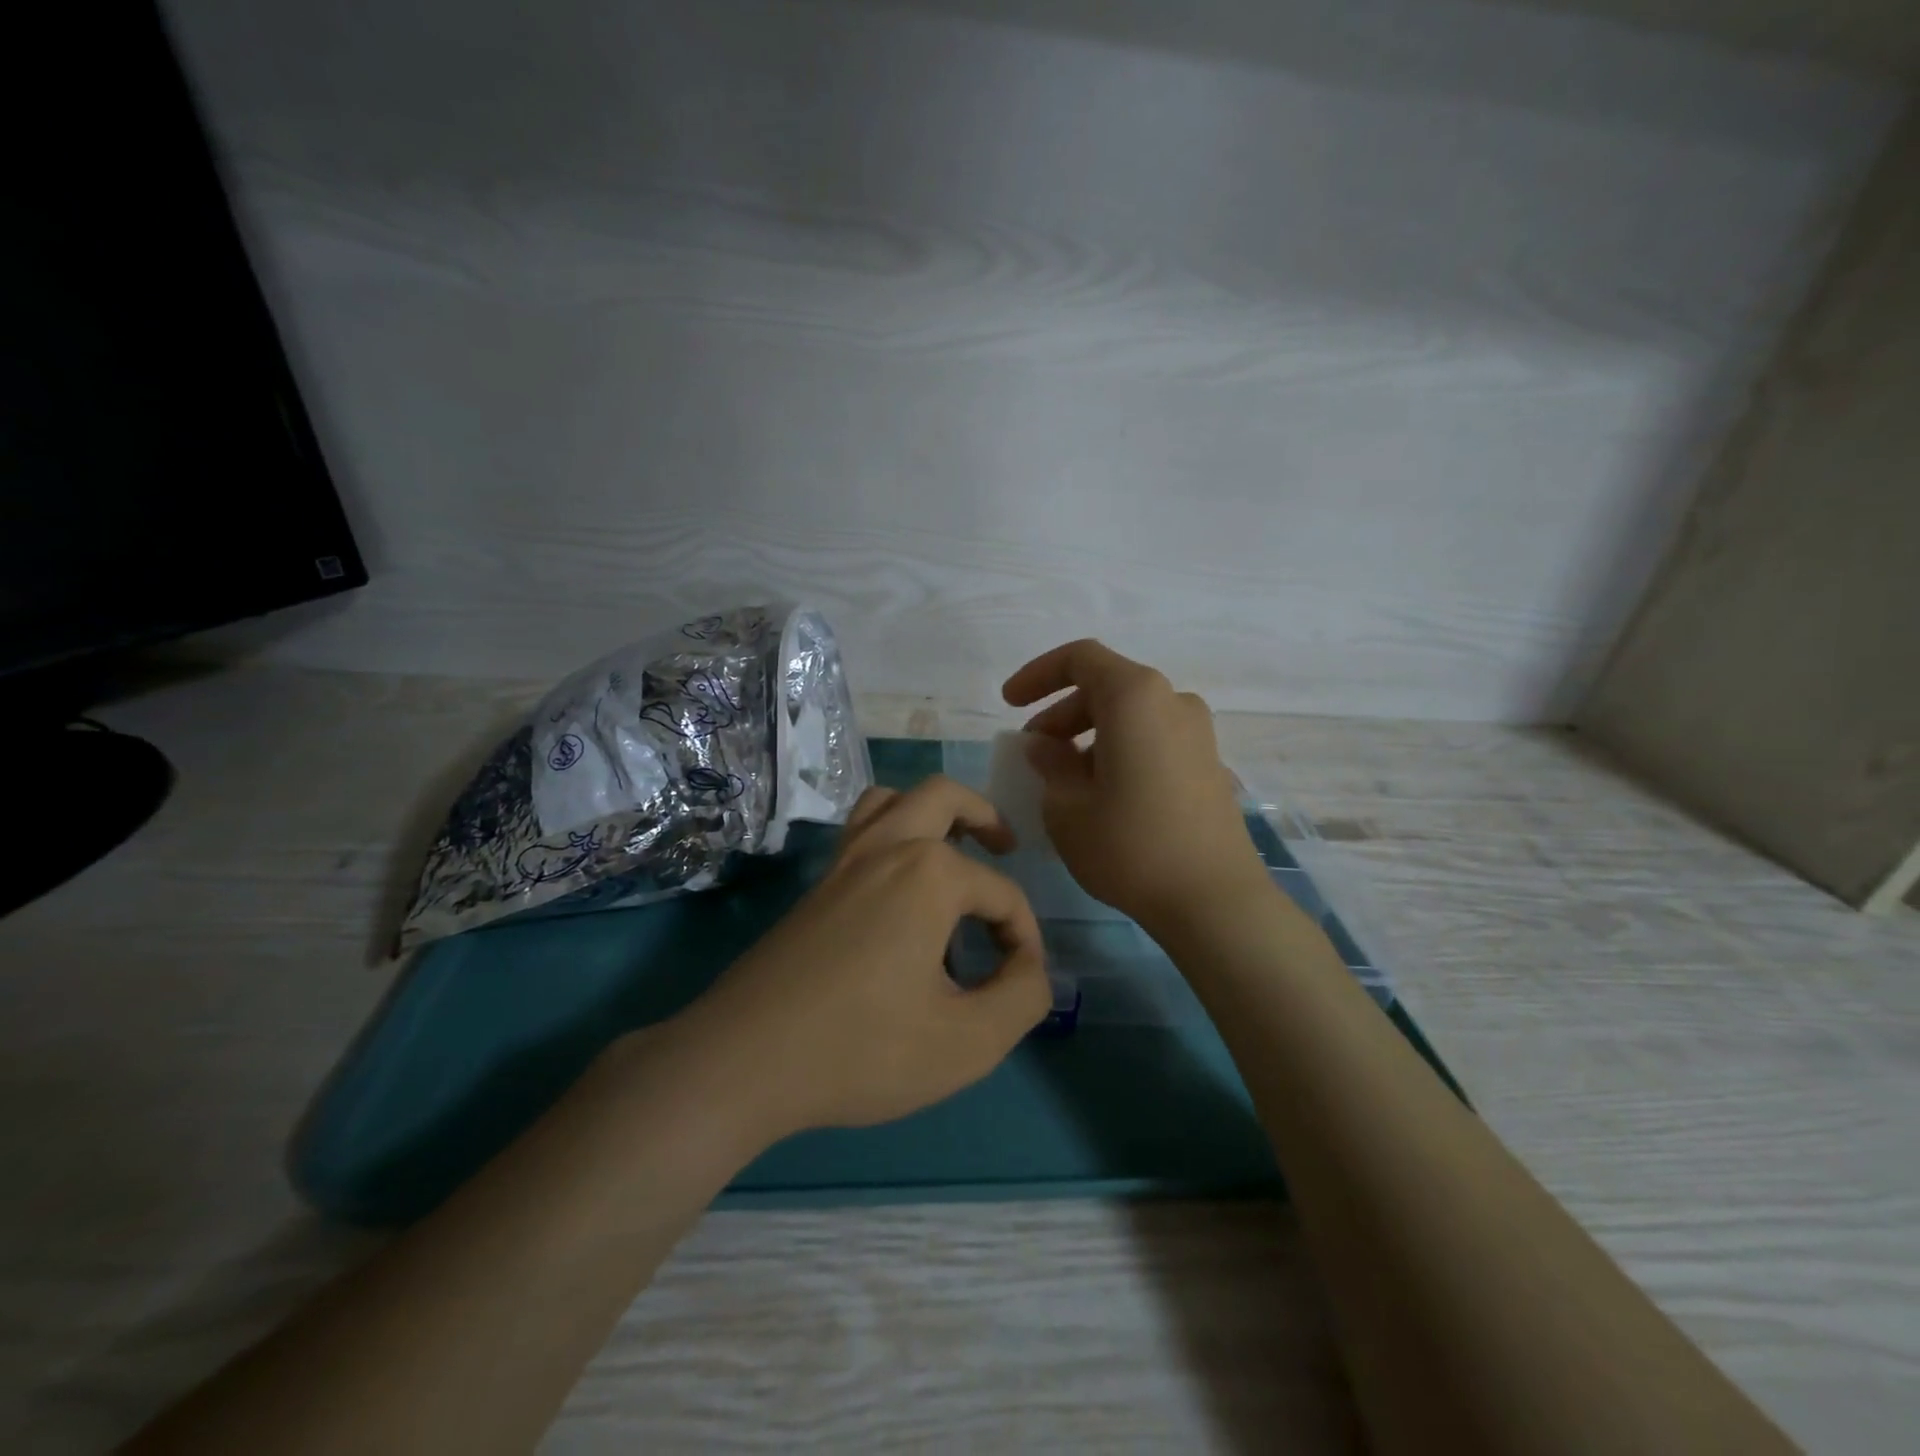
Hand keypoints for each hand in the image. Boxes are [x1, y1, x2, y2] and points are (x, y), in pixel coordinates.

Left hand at [685, 777, 1049, 1138]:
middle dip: (984, 817)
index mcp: (929, 873)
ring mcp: (843, 862)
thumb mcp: (966, 1042)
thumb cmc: (862, 1050)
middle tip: (1006, 849)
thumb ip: (1022, 999)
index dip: (1025, 937)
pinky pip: (861, 832)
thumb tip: (1031, 969)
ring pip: (891, 800)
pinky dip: (893, 836)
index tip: (1024, 983)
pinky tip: (902, 893)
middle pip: (943, 796)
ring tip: (954, 850)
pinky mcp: (816, 886)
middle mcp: (886, 847)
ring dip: (930, 812)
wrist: (742, 1060)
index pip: (1002, 893)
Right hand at [1003, 639, 1267, 931]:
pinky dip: (1120, 749)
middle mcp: (1172, 701)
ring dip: (1089, 734)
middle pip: (1107, 687)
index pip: (1080, 658)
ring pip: (1131, 715)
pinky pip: (1153, 739)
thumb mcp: (1067, 807)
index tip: (1009, 703)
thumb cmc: (1129, 846)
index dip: (1038, 674)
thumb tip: (1046, 746)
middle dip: (1061, 713)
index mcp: (1135, 697)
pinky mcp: (1209, 764)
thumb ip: (1050, 763)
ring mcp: (1198, 733)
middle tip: (1034, 751)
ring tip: (1064, 777)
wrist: (1214, 899)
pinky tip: (1104, 792)